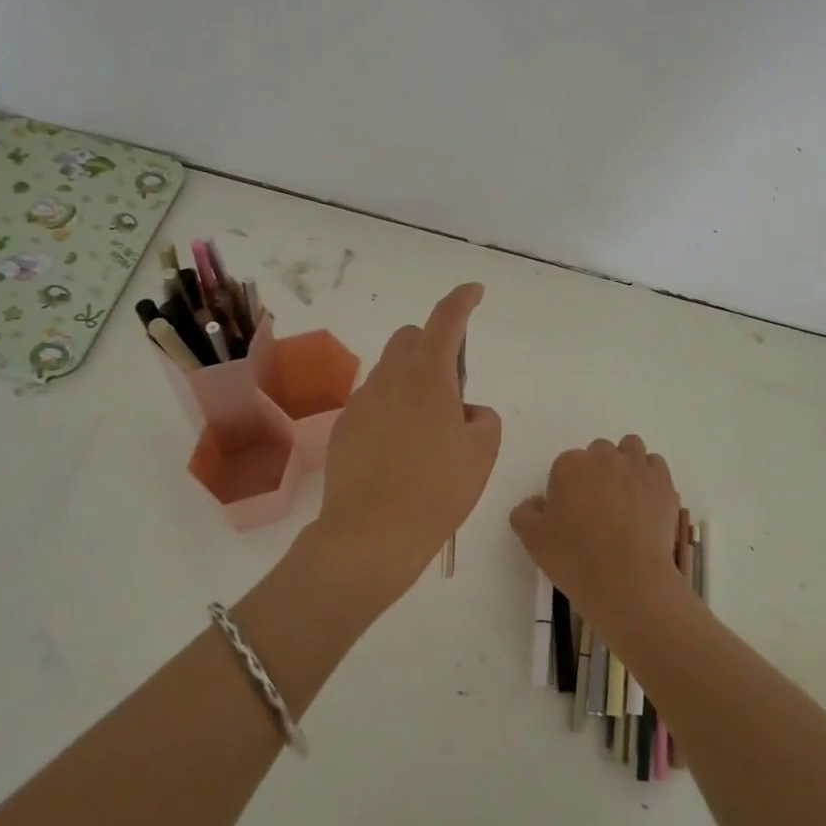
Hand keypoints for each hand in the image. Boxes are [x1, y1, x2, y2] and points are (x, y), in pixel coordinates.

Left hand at [316, 283, 501, 602]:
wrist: (370, 534)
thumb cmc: (437, 490)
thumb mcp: (482, 453)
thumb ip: (481, 417)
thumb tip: (464, 411)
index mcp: (428, 377)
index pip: (446, 320)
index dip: (462, 300)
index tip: (474, 292)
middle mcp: (390, 379)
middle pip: (410, 338)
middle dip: (433, 345)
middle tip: (452, 385)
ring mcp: (361, 402)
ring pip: (390, 371)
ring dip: (412, 380)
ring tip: (427, 429)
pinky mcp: (344, 427)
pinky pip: (373, 402)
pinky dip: (391, 408)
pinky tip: (400, 449)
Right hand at [509, 435, 685, 637]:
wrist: (626, 578)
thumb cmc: (574, 557)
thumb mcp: (532, 540)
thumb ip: (525, 513)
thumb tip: (536, 503)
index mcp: (570, 465)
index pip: (566, 464)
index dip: (568, 487)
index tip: (572, 511)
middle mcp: (604, 457)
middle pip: (599, 452)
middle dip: (597, 471)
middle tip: (598, 505)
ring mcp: (637, 467)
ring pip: (630, 448)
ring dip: (625, 463)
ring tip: (625, 495)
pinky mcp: (663, 483)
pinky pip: (655, 466)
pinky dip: (650, 476)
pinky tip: (646, 500)